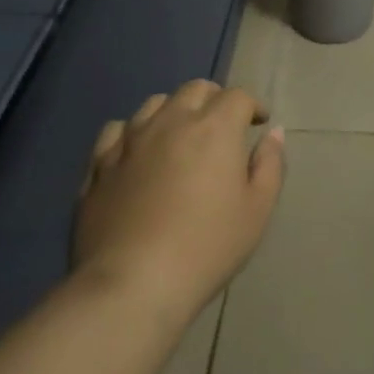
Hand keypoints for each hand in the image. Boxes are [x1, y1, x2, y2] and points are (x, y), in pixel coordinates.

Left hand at [74, 80, 285, 323]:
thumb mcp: (257, 210)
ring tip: (181, 134)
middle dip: (215, 99)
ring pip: (155, 103)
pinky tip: (137, 151)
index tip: (259, 123)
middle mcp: (171, 122)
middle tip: (224, 125)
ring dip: (175, 110)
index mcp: (214, 129)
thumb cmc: (207, 247)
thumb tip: (273, 133)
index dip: (252, 105)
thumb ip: (270, 165)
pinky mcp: (99, 164)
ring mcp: (130, 140)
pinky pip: (116, 130)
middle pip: (195, 90)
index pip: (237, 96)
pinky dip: (133, 132)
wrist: (132, 283)